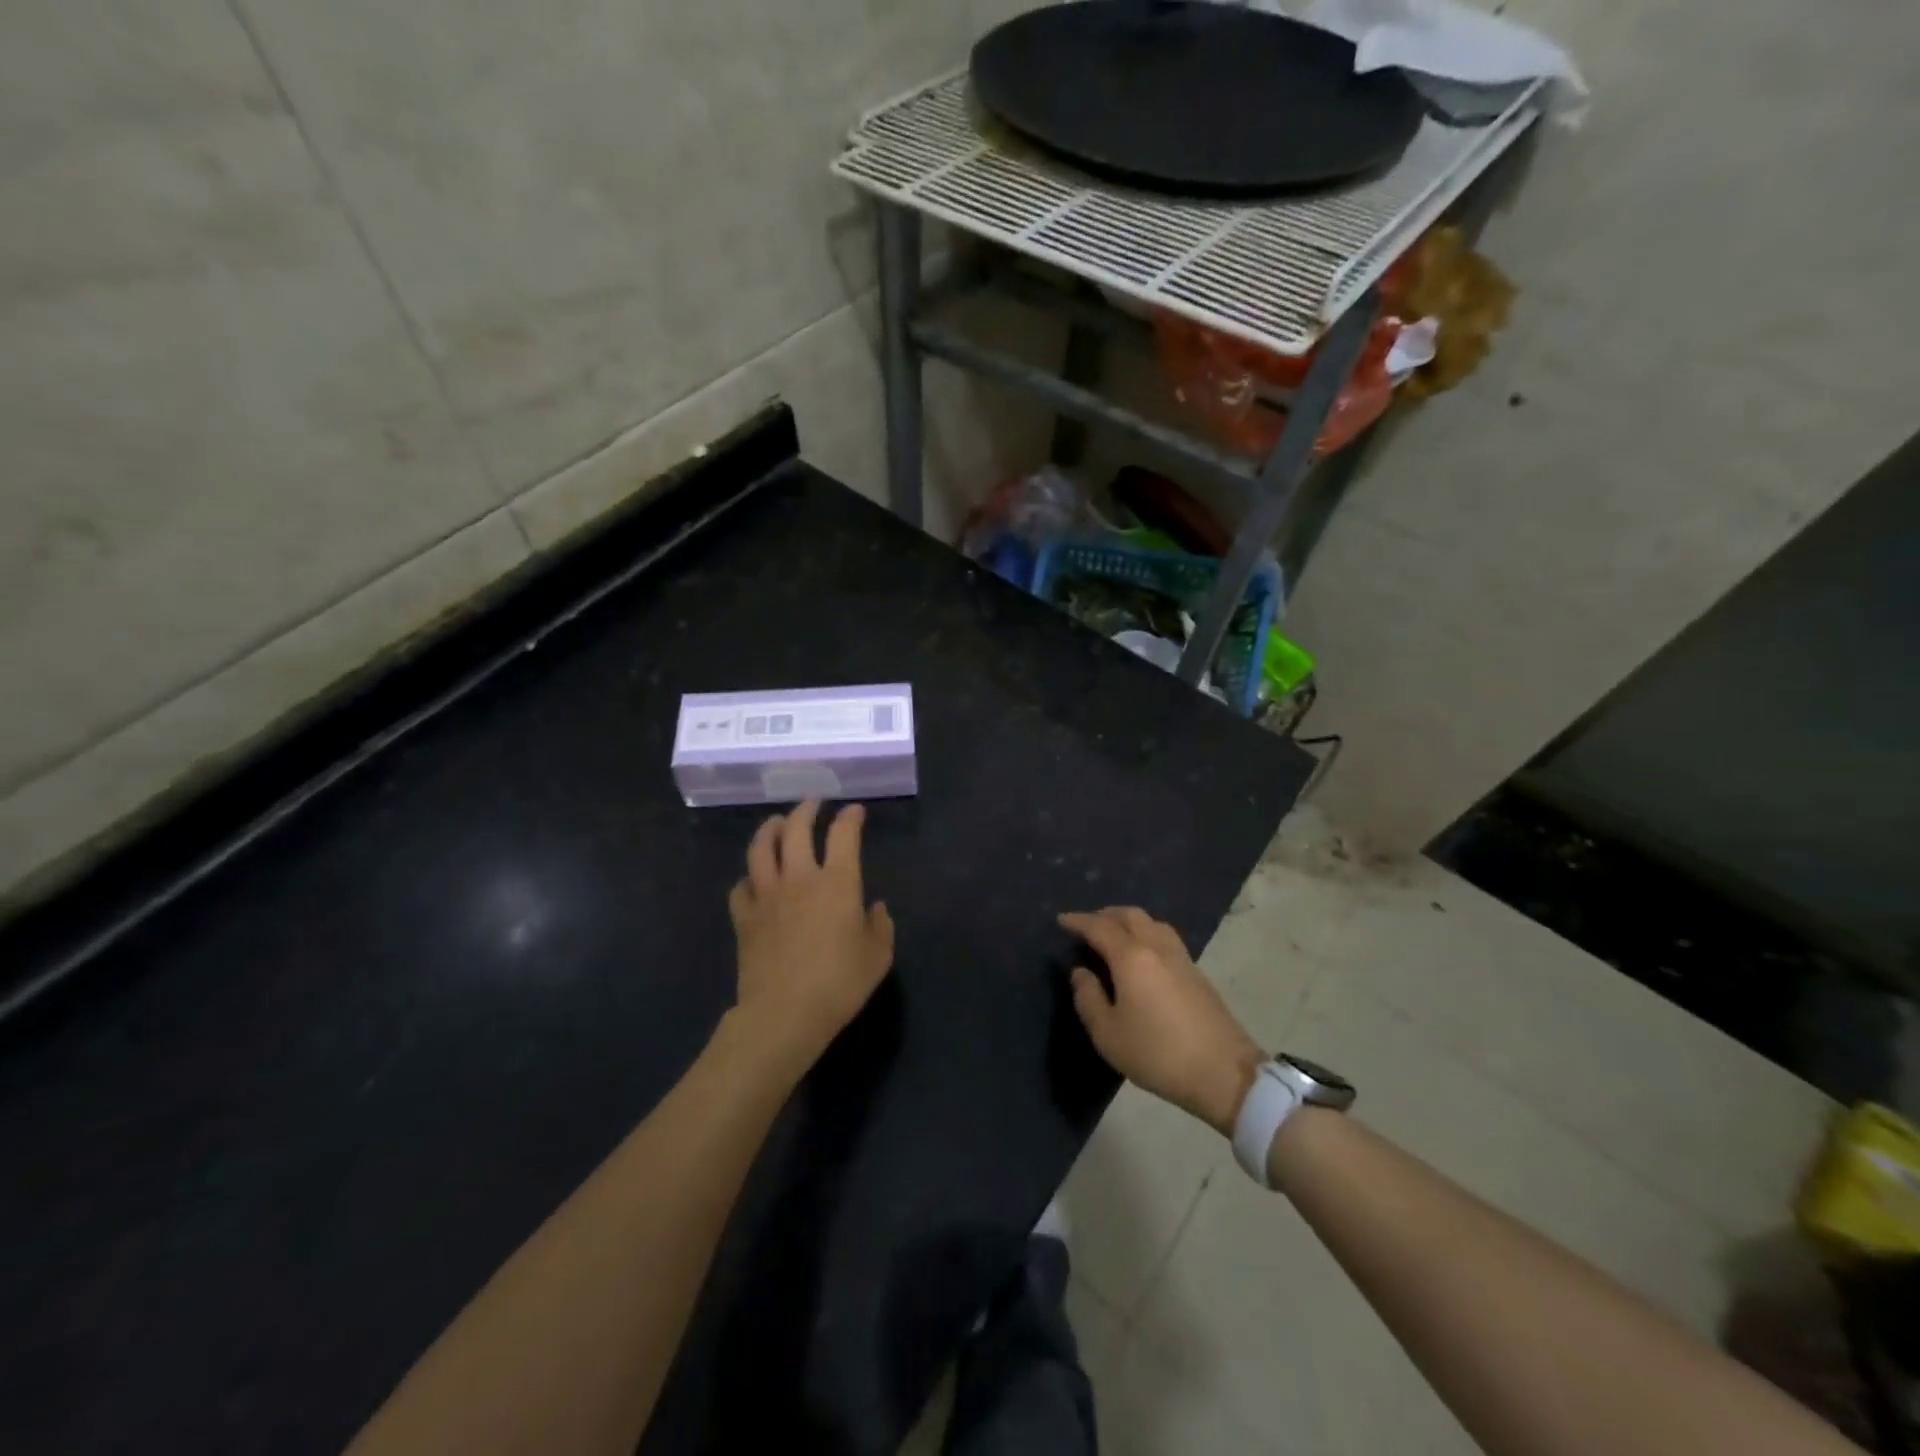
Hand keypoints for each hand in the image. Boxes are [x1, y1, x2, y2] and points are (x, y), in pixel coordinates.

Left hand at [727, 800, 894, 1074]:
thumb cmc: (839, 984)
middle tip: (814, 804)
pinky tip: (753, 880)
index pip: (844, 834)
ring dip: (770, 829)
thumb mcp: (877, 957)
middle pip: (797, 828)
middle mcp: (800, 878)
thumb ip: (880, 926)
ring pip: (762, 848)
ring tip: (777, 823)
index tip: (855, 811)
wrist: (784, 1014)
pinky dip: (748, 878)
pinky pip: (740, 887)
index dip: (850, 817)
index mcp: (838, 882)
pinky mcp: (744, 917)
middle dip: (807, 810)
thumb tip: (875, 907)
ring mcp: (767, 895)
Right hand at [1060, 907, 1265, 1136]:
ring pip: (1151, 923)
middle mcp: (1157, 947)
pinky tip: (1141, 954)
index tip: (1061, 920)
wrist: (1224, 1073)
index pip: (1099, 927)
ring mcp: (1181, 958)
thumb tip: (1081, 972)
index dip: (1078, 921)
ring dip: (1128, 921)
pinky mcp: (1197, 972)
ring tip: (1114, 935)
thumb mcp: (1108, 1034)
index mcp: (1132, 957)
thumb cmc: (1158, 1054)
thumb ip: (1088, 998)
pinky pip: (1165, 937)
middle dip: (1105, 915)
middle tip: (1086, 926)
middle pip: (1130, 915)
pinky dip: (1146, 934)